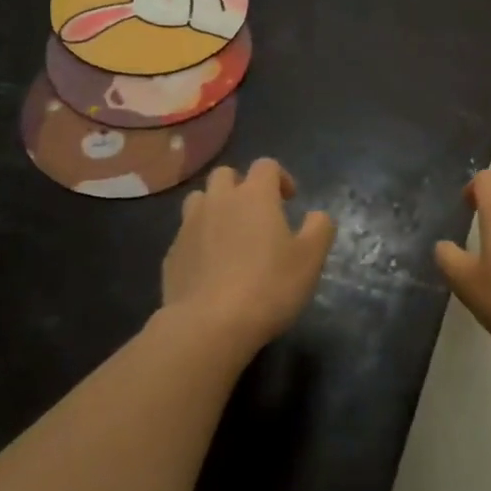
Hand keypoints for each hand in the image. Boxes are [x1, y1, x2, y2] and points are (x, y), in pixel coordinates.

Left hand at [161, 159, 335, 353]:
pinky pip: (186, 234)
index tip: (290, 200)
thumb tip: (317, 215)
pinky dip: (199, 240)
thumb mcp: (311, 258)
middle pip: (225, 175)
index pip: (265, 165)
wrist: (209, 325)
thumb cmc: (269, 286)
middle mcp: (218, 201)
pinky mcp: (171, 255)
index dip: (280, 178)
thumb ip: (320, 228)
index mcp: (254, 196)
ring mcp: (188, 226)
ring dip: (215, 207)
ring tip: (230, 234)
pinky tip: (211, 266)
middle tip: (257, 214)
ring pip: (199, 200)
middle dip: (242, 186)